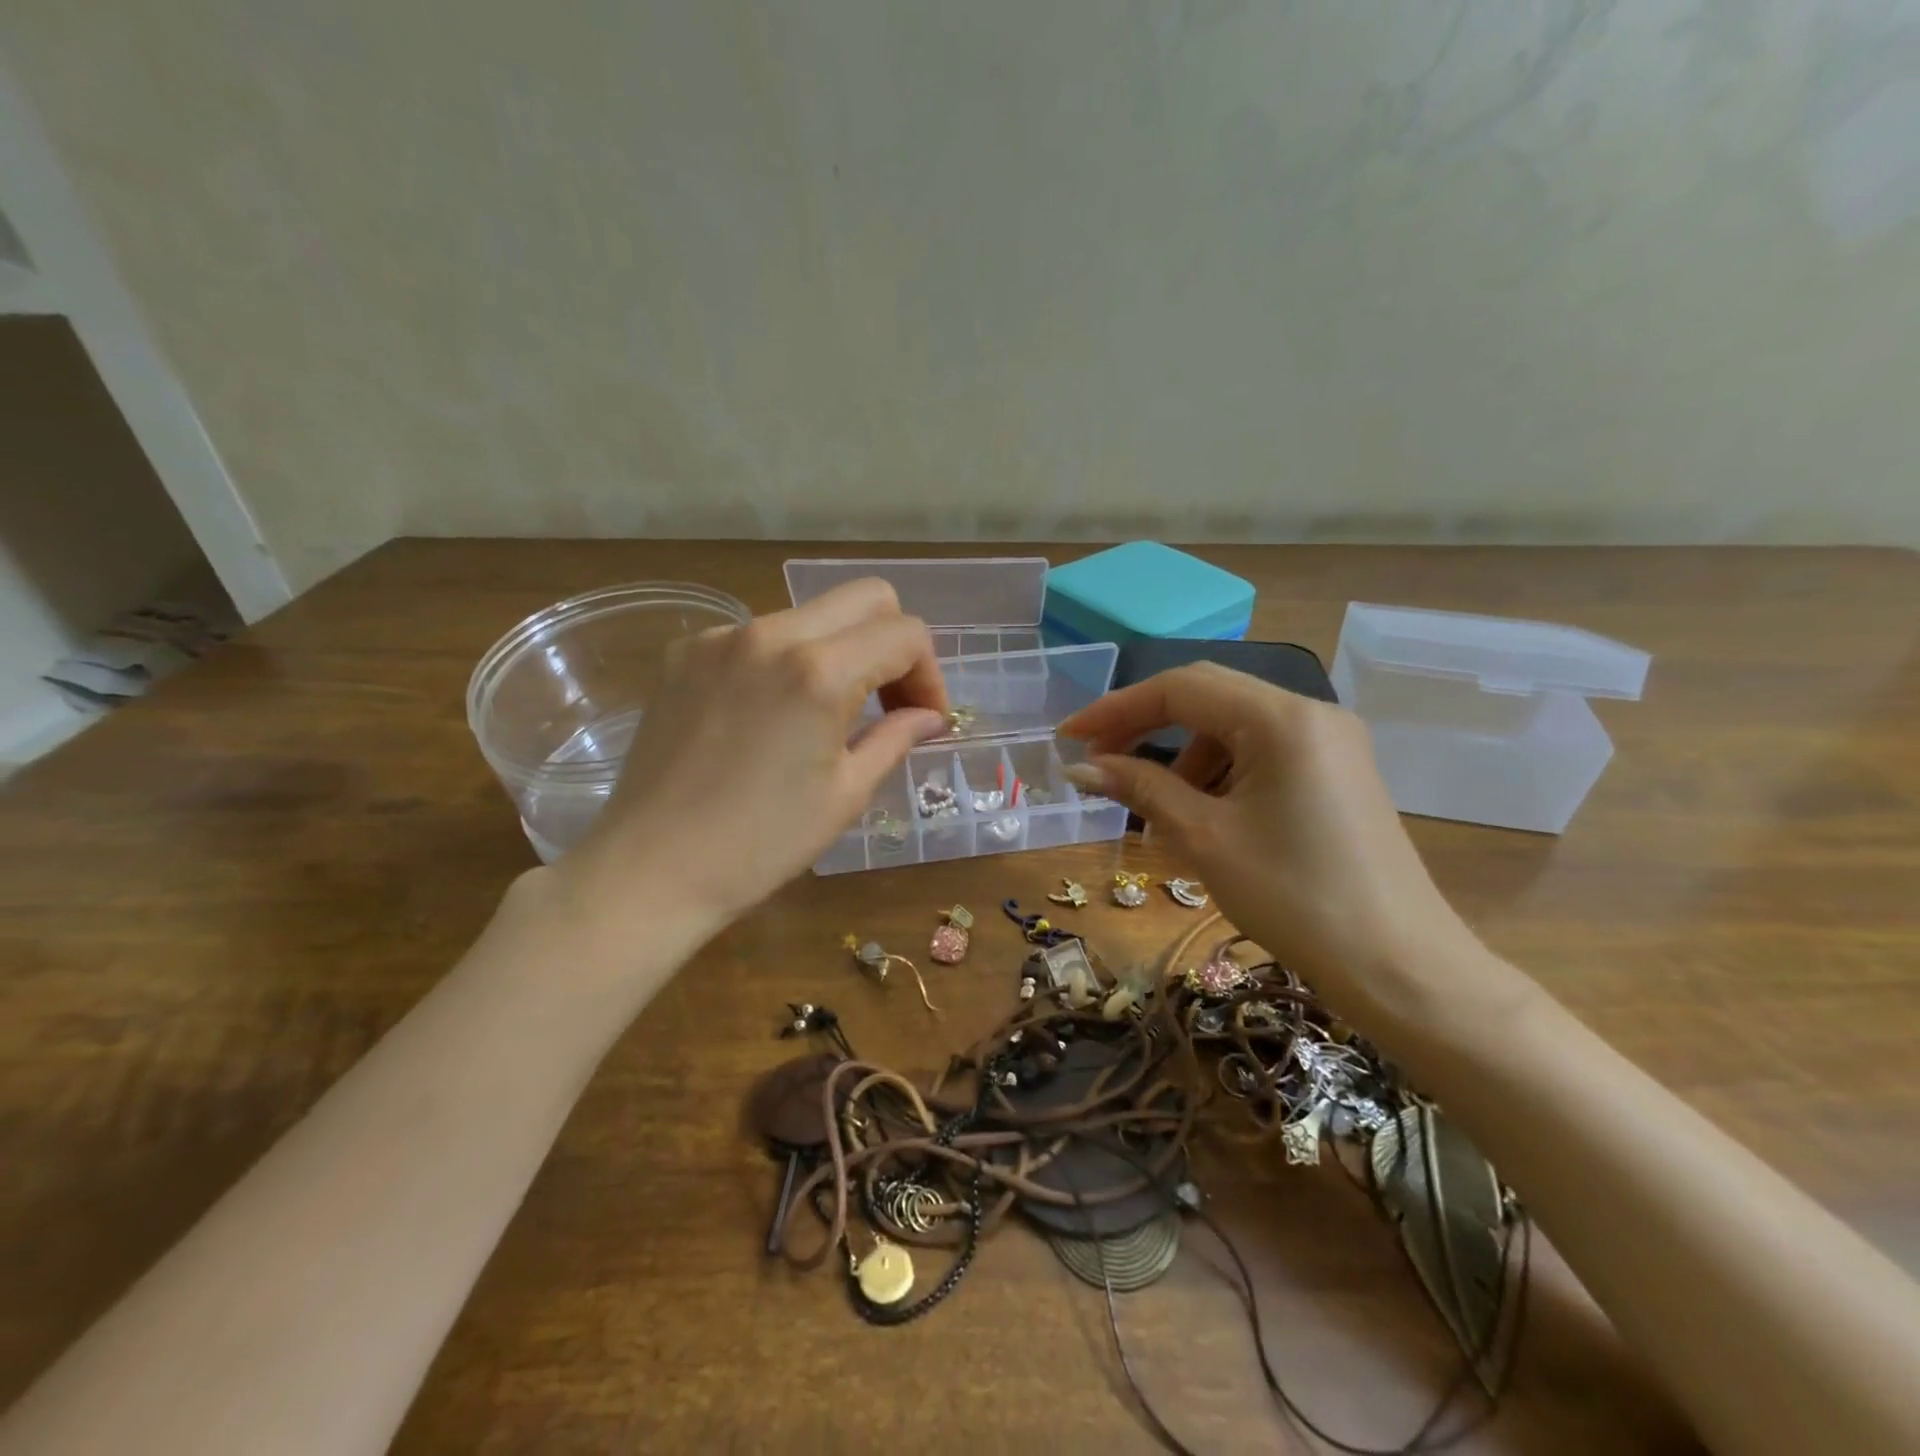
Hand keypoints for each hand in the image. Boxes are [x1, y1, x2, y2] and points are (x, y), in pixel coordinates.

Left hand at [561, 579, 948, 927]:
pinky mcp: (685, 652)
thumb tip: (929, 717)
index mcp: (820, 672)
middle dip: (893, 643)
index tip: (923, 719)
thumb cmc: (762, 844)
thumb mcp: (846, 793)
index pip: (905, 633)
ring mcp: (722, 638)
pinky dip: (785, 661)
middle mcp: (771, 634)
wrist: (651, 868)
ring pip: (810, 614)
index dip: (930, 674)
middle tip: (889, 701)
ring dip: (839, 650)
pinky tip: (771, 715)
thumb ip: (896, 737)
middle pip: (865, 598)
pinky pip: (758, 635)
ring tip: (829, 714)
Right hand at [1058, 663, 1501, 1036]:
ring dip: (1183, 754)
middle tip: (1099, 761)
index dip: (1115, 708)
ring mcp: (1330, 740)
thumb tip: (1080, 767)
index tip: (1068, 737)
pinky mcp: (1338, 769)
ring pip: (1234, 725)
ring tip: (1157, 806)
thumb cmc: (1294, 898)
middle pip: (1207, 696)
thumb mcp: (1204, 838)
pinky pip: (1262, 750)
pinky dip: (1220, 770)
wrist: (1399, 966)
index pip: (1180, 688)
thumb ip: (1139, 788)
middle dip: (1145, 724)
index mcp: (1280, 718)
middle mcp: (1310, 712)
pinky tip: (1205, 813)